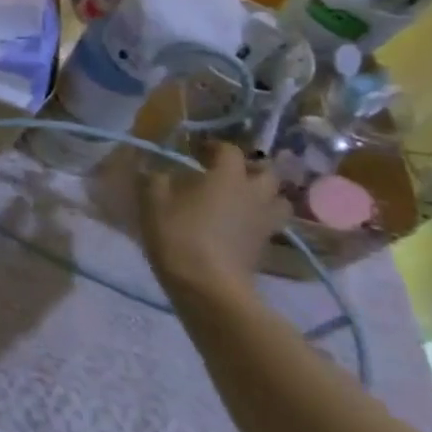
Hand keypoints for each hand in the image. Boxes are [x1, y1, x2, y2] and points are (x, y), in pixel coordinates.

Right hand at [140, 141, 289, 300]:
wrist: (208, 285)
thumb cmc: (179, 235)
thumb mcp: (153, 202)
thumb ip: (156, 179)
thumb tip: (157, 169)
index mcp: (227, 177)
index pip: (230, 150)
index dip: (214, 146)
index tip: (197, 151)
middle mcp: (254, 194)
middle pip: (267, 173)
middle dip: (250, 168)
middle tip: (227, 173)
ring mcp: (265, 222)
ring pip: (278, 199)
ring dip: (263, 194)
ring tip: (241, 198)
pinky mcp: (266, 246)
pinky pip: (270, 223)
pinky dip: (259, 218)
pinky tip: (239, 223)